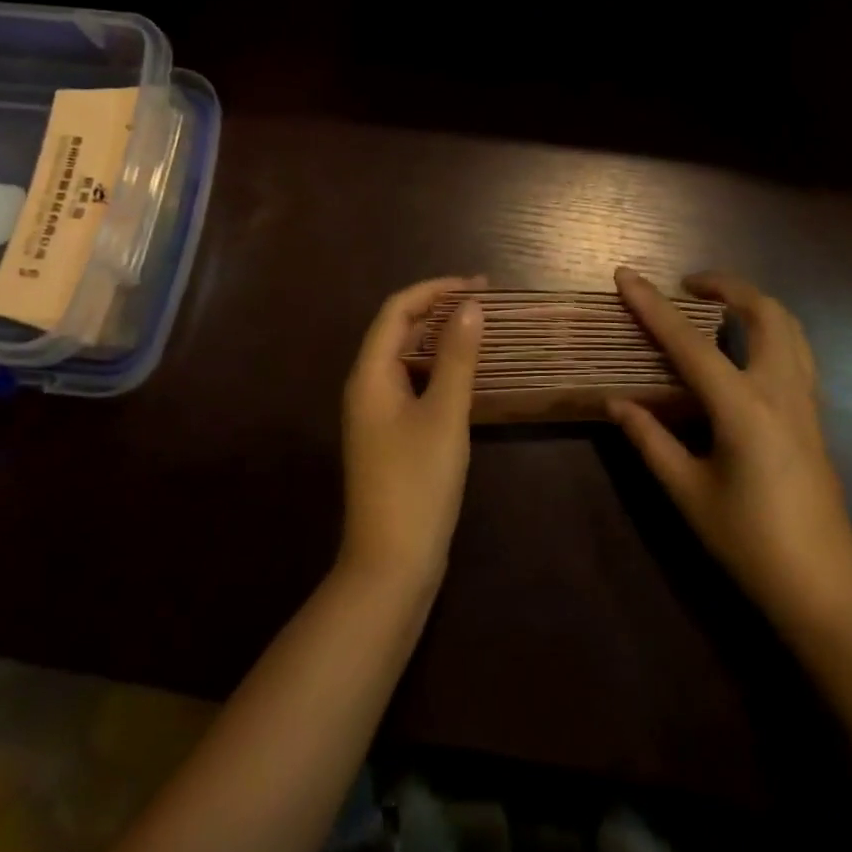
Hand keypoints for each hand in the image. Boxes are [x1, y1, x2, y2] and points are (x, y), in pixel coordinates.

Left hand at [337, 276, 485, 598]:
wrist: (391, 565)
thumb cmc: (417, 483)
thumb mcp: (444, 415)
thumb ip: (457, 358)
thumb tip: (471, 307)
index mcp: (370, 374)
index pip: (397, 309)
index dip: (436, 289)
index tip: (479, 286)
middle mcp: (366, 386)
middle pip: (398, 330)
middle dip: (439, 309)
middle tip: (486, 303)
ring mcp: (376, 413)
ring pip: (406, 358)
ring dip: (440, 339)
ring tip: (481, 330)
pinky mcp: (389, 436)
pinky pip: (412, 384)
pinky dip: (438, 369)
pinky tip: (467, 375)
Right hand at [609, 266, 851, 633]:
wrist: (825, 590)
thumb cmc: (750, 543)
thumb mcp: (688, 493)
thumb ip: (650, 440)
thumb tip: (616, 402)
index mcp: (743, 407)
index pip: (689, 342)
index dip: (652, 306)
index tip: (625, 275)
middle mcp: (780, 390)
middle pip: (763, 311)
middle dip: (725, 285)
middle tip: (686, 286)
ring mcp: (805, 401)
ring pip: (789, 326)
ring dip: (753, 302)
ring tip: (716, 307)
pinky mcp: (815, 416)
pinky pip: (797, 351)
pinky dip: (769, 329)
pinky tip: (744, 350)